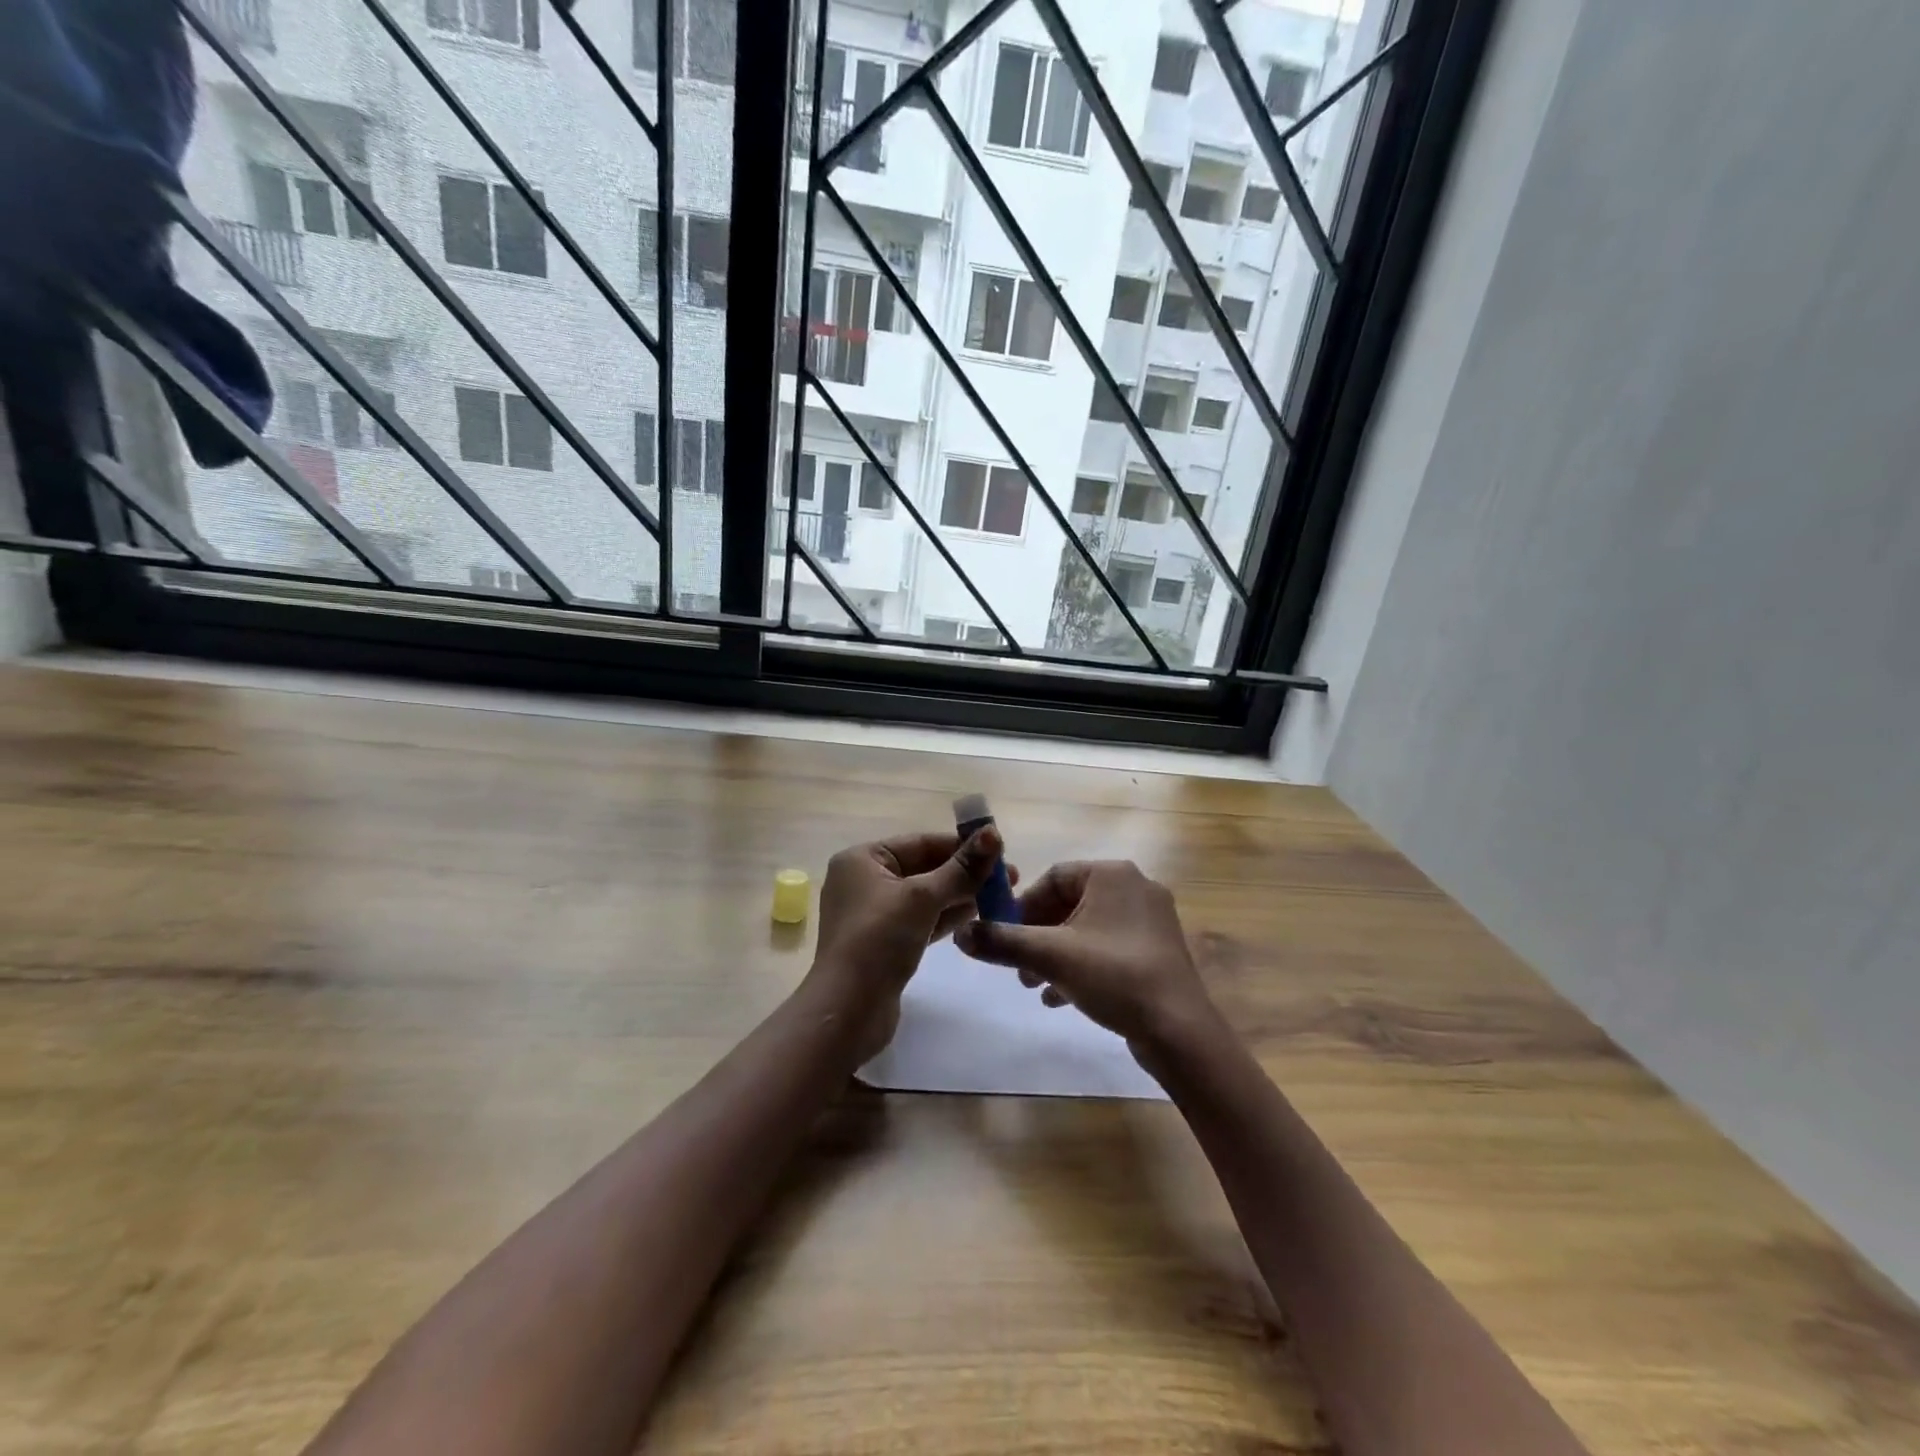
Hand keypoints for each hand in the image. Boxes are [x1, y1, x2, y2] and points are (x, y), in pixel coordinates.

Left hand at [809, 828, 1007, 1056]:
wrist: (848, 1011)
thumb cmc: (879, 941)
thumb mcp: (923, 898)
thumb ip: (961, 868)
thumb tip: (993, 833)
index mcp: (862, 859)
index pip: (921, 842)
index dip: (962, 846)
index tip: (1002, 851)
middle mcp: (864, 880)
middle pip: (924, 867)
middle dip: (964, 872)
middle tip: (1010, 879)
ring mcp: (873, 914)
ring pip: (925, 895)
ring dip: (960, 895)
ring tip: (1000, 898)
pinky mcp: (884, 942)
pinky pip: (921, 919)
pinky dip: (946, 917)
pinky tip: (976, 917)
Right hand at [954, 860, 1221, 1052]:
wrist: (1179, 1031)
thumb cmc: (1114, 976)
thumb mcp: (1050, 956)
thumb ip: (1002, 942)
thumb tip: (961, 935)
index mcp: (1112, 875)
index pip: (1053, 877)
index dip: (1022, 905)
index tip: (1001, 934)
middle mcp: (1134, 888)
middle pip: (1069, 902)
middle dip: (1036, 934)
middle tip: (1014, 964)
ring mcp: (1149, 921)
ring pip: (1087, 928)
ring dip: (1054, 953)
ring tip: (1031, 984)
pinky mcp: (1156, 951)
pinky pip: (1107, 948)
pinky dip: (1080, 965)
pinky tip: (1059, 997)